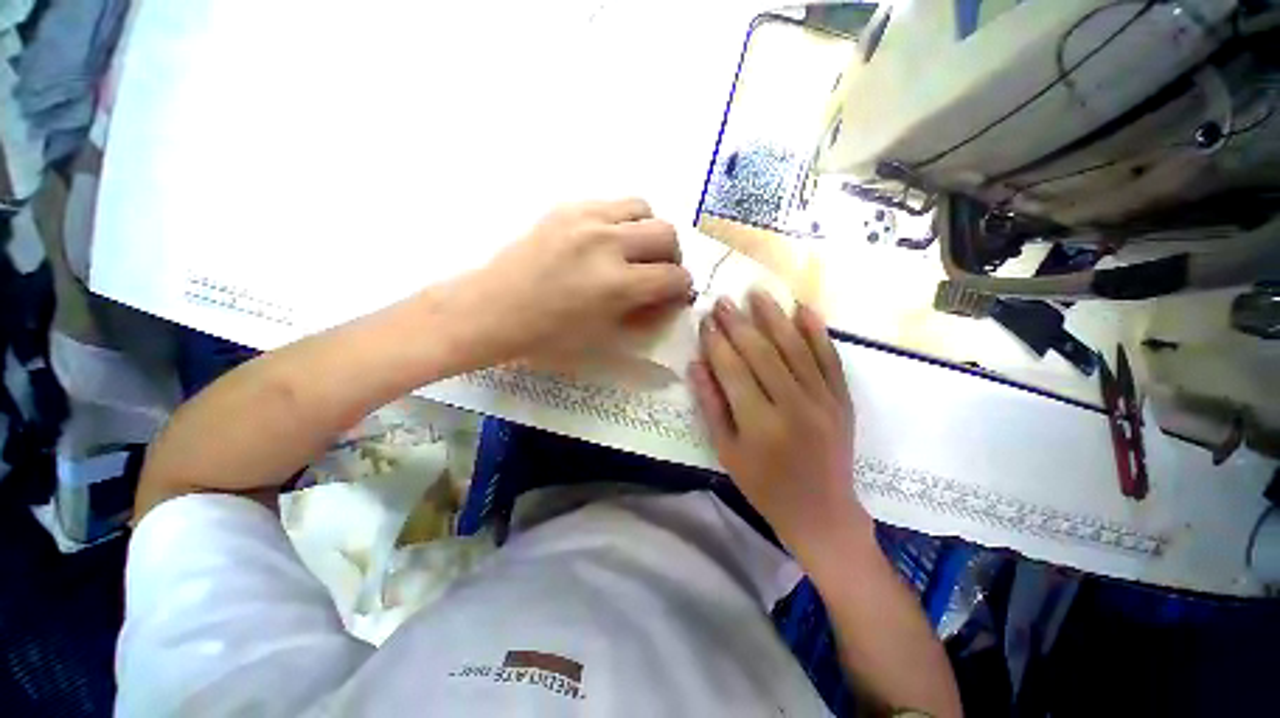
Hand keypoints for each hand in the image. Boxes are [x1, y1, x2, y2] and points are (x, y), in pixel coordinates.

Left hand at [464, 199, 692, 359]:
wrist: (493, 309)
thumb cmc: (548, 336)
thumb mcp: (604, 337)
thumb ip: (644, 315)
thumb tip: (667, 299)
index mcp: (616, 285)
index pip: (674, 277)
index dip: (681, 289)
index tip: (673, 295)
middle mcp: (606, 243)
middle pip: (667, 233)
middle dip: (672, 257)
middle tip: (657, 272)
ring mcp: (585, 219)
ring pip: (645, 209)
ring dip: (649, 232)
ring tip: (634, 251)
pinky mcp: (567, 207)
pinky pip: (613, 204)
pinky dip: (622, 222)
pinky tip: (607, 242)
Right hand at [689, 292, 868, 551]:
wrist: (822, 512)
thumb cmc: (764, 487)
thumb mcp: (727, 452)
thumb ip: (711, 406)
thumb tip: (695, 364)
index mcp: (760, 424)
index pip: (733, 370)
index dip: (717, 342)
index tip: (705, 320)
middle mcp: (793, 405)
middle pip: (762, 353)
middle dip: (739, 323)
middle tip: (723, 300)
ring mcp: (824, 400)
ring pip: (795, 348)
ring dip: (774, 317)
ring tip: (757, 293)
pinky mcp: (843, 400)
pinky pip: (830, 359)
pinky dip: (817, 332)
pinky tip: (803, 310)